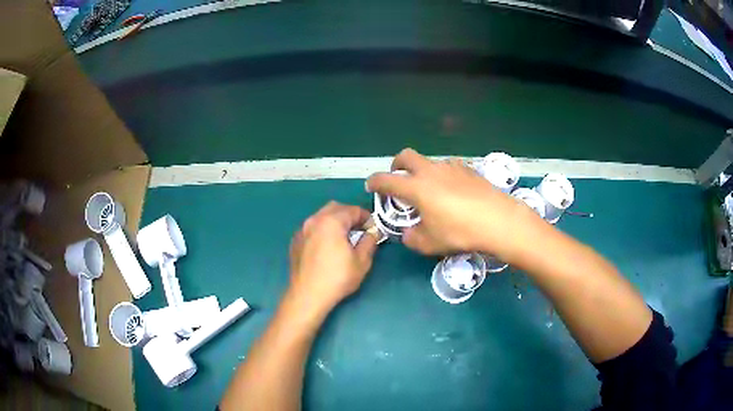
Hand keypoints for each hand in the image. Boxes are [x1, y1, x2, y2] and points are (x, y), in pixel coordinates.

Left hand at [288, 201, 378, 313]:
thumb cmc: (337, 278)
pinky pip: (312, 227)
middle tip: (360, 230)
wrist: (307, 295)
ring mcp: (302, 230)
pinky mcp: (295, 240)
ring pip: (321, 216)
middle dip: (350, 215)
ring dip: (335, 221)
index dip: (367, 217)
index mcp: (331, 221)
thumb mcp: (361, 261)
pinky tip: (327, 246)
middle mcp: (314, 220)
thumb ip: (370, 241)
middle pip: (336, 208)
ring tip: (343, 238)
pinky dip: (322, 229)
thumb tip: (373, 231)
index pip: (353, 210)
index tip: (374, 229)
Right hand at [366, 148, 545, 262]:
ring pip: (429, 161)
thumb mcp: (430, 243)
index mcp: (416, 188)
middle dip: (396, 165)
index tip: (371, 186)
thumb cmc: (460, 232)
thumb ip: (412, 238)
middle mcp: (431, 171)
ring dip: (422, 171)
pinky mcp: (468, 169)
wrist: (498, 221)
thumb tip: (408, 234)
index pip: (387, 180)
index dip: (375, 182)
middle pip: (406, 156)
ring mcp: (451, 167)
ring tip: (430, 191)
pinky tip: (453, 191)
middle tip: (398, 178)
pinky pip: (448, 167)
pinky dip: (442, 175)